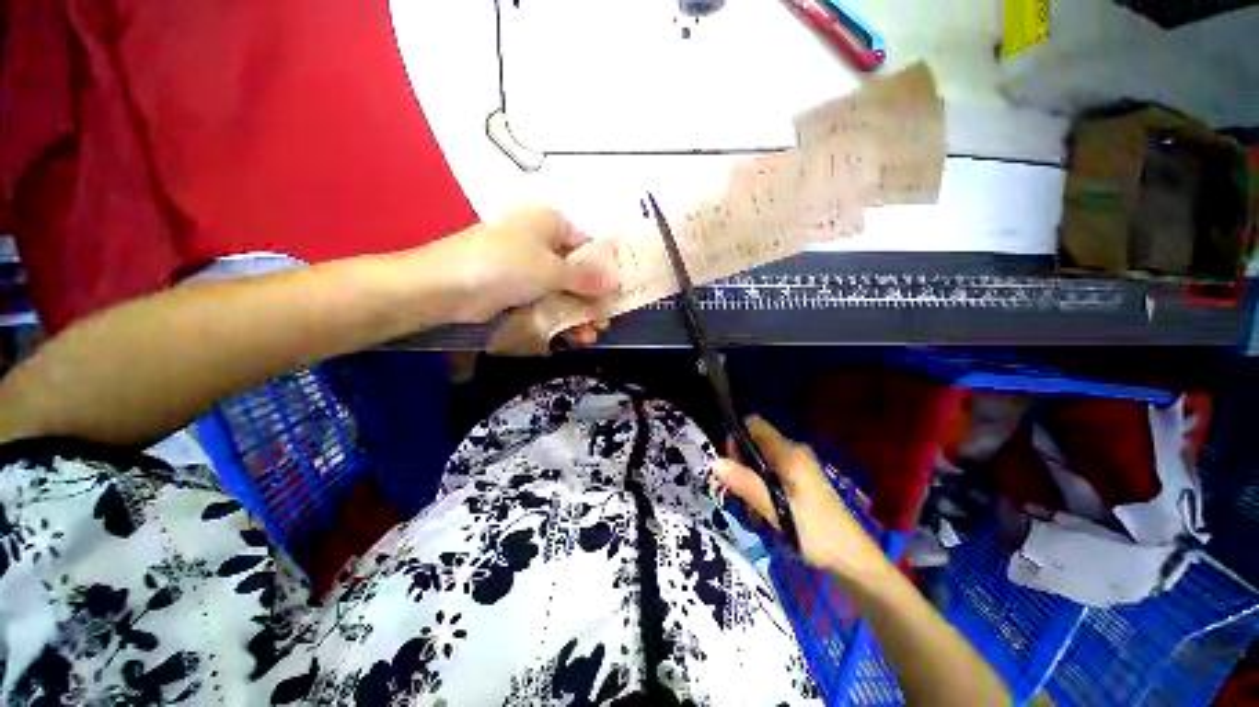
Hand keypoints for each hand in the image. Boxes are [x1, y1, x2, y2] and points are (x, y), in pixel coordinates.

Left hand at [442, 205, 614, 324]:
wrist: (445, 287)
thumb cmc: (505, 265)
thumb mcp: (552, 269)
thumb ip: (586, 278)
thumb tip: (616, 282)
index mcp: (550, 224)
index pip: (588, 247)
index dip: (605, 271)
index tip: (618, 295)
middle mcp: (541, 242)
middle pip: (577, 273)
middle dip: (592, 300)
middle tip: (604, 322)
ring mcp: (527, 268)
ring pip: (562, 291)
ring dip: (578, 314)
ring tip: (590, 335)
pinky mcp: (516, 290)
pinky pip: (546, 303)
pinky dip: (560, 319)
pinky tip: (573, 336)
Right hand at [712, 417, 890, 580]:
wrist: (852, 558)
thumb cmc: (815, 531)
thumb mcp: (776, 509)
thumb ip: (746, 483)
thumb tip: (714, 462)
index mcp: (790, 452)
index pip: (754, 424)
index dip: (736, 437)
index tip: (729, 462)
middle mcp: (794, 452)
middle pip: (755, 442)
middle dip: (740, 461)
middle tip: (735, 490)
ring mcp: (798, 465)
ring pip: (761, 458)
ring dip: (749, 476)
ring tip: (748, 505)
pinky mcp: (800, 479)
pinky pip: (771, 470)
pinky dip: (760, 483)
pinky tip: (761, 508)